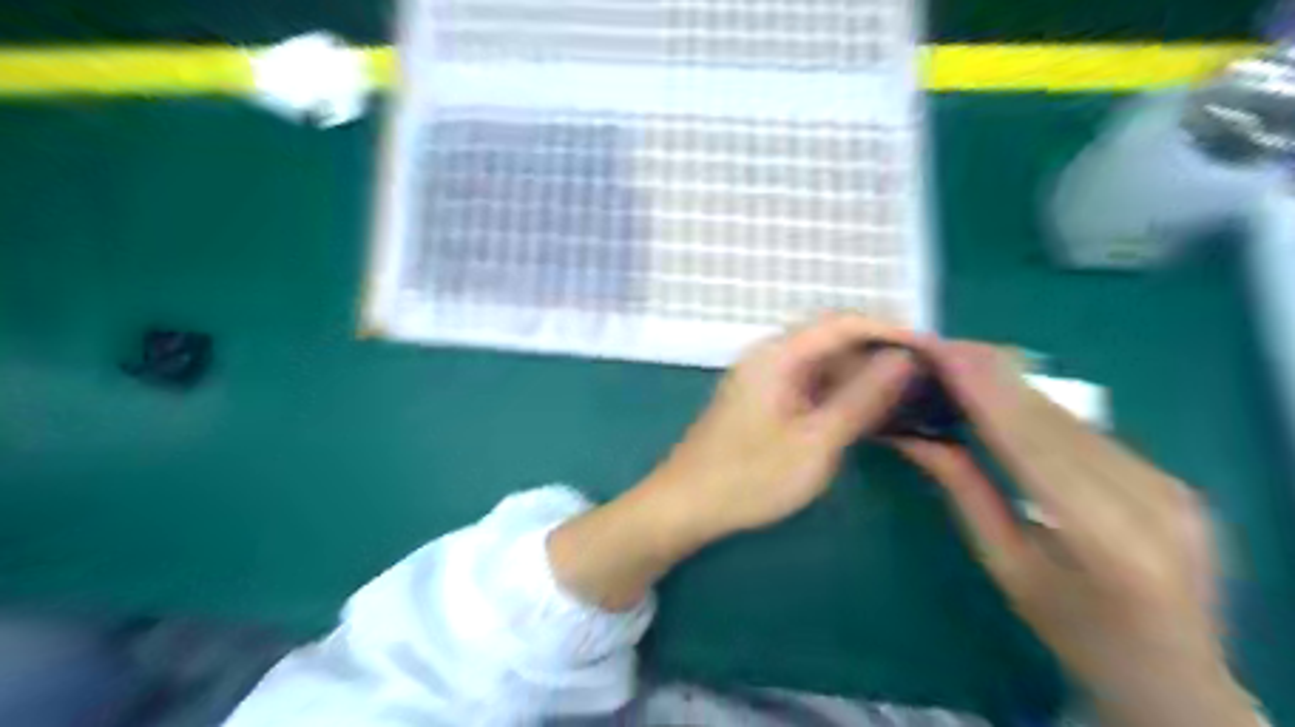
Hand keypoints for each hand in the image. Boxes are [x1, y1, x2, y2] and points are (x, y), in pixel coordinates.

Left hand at [652, 312, 912, 545]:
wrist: (685, 505)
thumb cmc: (748, 478)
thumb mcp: (815, 442)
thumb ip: (861, 398)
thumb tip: (904, 359)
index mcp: (777, 355)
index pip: (843, 322)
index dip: (891, 330)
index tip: (933, 349)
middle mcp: (770, 356)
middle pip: (833, 338)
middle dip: (880, 352)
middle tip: (928, 376)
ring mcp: (764, 378)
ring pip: (824, 363)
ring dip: (863, 375)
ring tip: (909, 395)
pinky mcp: (764, 400)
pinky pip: (811, 384)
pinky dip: (841, 394)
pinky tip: (869, 413)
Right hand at [902, 340, 1253, 726]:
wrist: (1175, 676)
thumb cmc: (1073, 633)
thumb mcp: (1007, 569)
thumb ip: (966, 494)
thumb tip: (917, 438)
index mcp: (1105, 541)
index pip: (1031, 446)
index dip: (985, 393)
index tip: (946, 353)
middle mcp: (1150, 502)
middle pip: (1054, 422)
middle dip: (996, 377)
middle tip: (945, 344)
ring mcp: (1171, 486)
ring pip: (1073, 420)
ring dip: (1015, 386)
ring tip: (966, 358)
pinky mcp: (1173, 478)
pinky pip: (1091, 433)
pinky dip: (1043, 409)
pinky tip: (1008, 392)